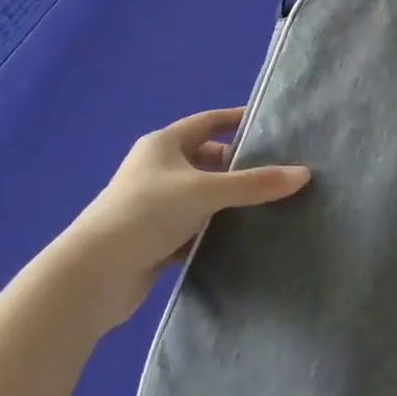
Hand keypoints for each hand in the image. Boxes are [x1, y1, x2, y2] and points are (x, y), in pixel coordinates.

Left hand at [54, 107, 308, 333]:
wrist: (93, 274)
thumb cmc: (148, 213)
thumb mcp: (207, 192)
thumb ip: (255, 184)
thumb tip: (303, 174)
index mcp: (163, 144)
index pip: (208, 122)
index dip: (237, 121)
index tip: (269, 127)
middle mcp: (156, 168)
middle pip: (205, 159)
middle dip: (235, 166)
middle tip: (273, 172)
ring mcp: (151, 204)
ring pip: (199, 195)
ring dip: (224, 201)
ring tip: (265, 205)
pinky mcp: (150, 238)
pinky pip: (190, 226)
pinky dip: (210, 230)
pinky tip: (236, 238)